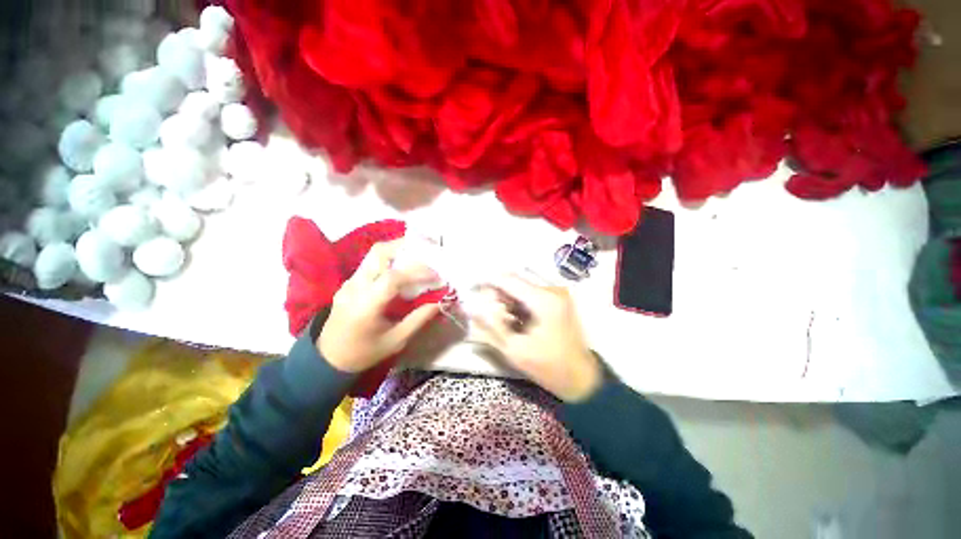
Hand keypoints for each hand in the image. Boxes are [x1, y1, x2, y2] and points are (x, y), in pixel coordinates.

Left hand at [319, 240, 440, 372]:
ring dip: (397, 250)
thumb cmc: (364, 353)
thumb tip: (439, 303)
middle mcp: (355, 288)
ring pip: (373, 255)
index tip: (436, 275)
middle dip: (404, 246)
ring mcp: (349, 283)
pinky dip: (389, 260)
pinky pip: (371, 264)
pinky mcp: (349, 283)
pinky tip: (402, 268)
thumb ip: (418, 320)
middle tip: (426, 250)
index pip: (392, 278)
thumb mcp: (395, 341)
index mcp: (365, 305)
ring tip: (418, 254)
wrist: (328, 359)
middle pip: (378, 253)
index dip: (417, 272)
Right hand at [469, 275, 601, 401]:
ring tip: (503, 322)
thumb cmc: (548, 367)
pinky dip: (518, 304)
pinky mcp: (558, 299)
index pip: (507, 280)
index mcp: (543, 300)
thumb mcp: (514, 350)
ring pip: (521, 287)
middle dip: (497, 294)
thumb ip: (490, 327)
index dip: (486, 282)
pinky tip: (515, 321)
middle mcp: (552, 290)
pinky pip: (530, 294)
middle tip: (486, 314)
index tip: (471, 288)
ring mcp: (557, 293)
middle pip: (514, 281)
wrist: (581, 378)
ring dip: (507, 300)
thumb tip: (471, 309)